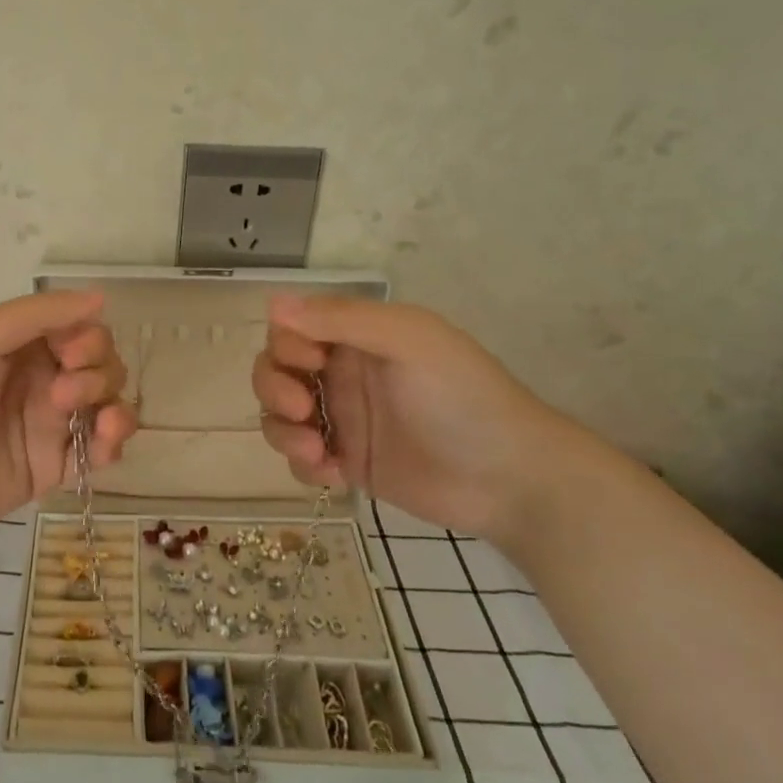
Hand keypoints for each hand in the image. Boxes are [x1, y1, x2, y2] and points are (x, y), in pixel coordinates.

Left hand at [0, 290, 137, 541]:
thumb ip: (39, 314)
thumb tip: (100, 297)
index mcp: (21, 345)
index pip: (79, 330)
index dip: (89, 338)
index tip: (71, 355)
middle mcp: (40, 379)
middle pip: (100, 365)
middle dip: (98, 373)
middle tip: (62, 394)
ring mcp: (48, 424)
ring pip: (107, 404)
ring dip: (114, 405)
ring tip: (98, 423)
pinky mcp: (53, 467)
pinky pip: (100, 450)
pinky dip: (113, 443)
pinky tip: (104, 444)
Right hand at [252, 293, 574, 540]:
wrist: (509, 479)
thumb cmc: (462, 397)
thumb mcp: (408, 341)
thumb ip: (341, 319)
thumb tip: (273, 303)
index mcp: (356, 337)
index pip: (292, 329)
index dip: (286, 345)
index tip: (310, 363)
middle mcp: (342, 374)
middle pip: (275, 371)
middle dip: (273, 388)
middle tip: (301, 409)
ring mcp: (343, 421)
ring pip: (279, 416)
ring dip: (283, 431)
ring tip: (316, 452)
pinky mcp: (346, 464)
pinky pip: (299, 458)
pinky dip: (302, 464)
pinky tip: (333, 474)